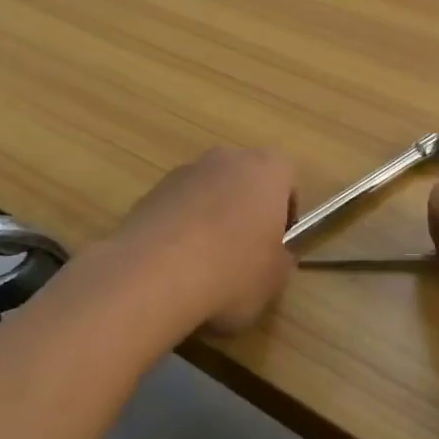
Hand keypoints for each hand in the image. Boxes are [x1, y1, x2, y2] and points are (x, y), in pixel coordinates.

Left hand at [100, 147, 297, 334]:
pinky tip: (175, 265)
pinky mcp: (151, 191)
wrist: (154, 274)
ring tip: (204, 265)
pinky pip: (178, 208)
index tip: (278, 244)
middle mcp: (227, 159)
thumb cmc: (232, 270)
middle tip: (244, 253)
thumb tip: (274, 257)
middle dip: (246, 210)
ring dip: (211, 218)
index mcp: (267, 169)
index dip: (285, 213)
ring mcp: (185, 172)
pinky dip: (180, 229)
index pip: (286, 179)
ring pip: (209, 192)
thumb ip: (281, 260)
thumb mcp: (275, 279)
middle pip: (245, 180)